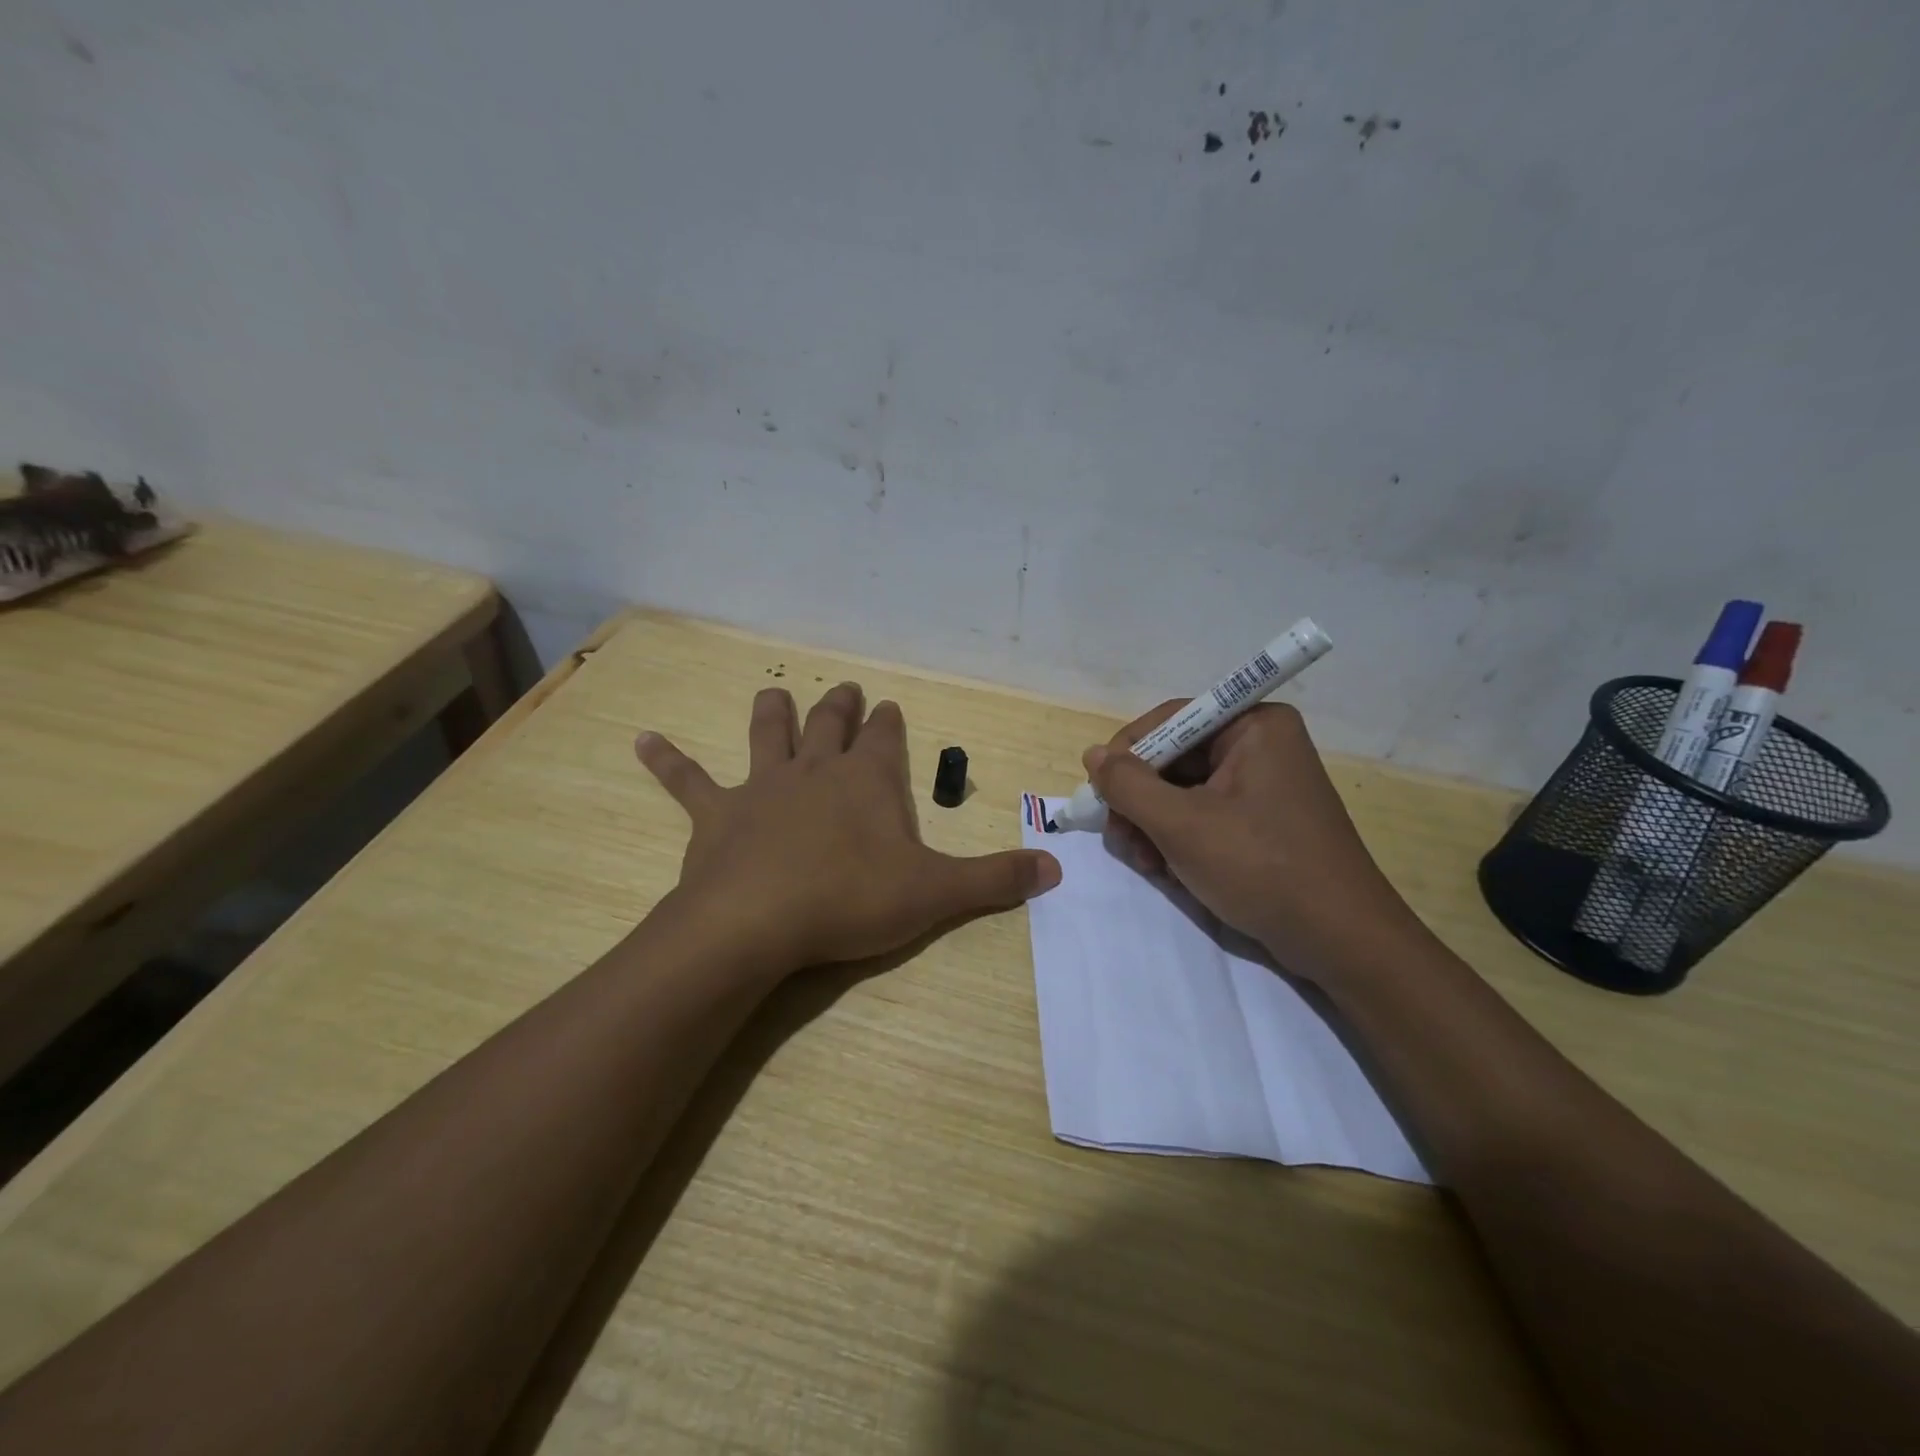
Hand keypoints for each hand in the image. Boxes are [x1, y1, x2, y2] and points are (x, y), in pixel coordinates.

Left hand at [638, 682, 1059, 973]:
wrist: (758, 923)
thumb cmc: (851, 900)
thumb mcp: (935, 893)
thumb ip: (995, 880)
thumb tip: (1056, 870)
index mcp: (866, 780)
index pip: (884, 738)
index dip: (889, 723)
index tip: (891, 708)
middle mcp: (814, 770)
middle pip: (828, 724)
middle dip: (840, 706)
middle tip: (845, 688)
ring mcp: (761, 788)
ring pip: (767, 735)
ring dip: (772, 713)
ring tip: (774, 692)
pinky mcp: (715, 816)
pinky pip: (687, 781)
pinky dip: (666, 761)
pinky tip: (642, 740)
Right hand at [1085, 702, 1424, 986]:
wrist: (1340, 941)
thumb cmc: (1261, 868)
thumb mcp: (1182, 825)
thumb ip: (1128, 786)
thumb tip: (1093, 755)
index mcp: (1254, 726)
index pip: (1172, 719)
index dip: (1128, 753)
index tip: (1099, 792)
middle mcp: (1261, 744)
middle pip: (1175, 757)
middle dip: (1141, 800)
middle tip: (1119, 837)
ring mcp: (1265, 783)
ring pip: (1184, 790)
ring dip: (1154, 824)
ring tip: (1146, 863)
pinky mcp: (1264, 819)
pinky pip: (1205, 813)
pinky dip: (1179, 837)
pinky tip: (1168, 869)